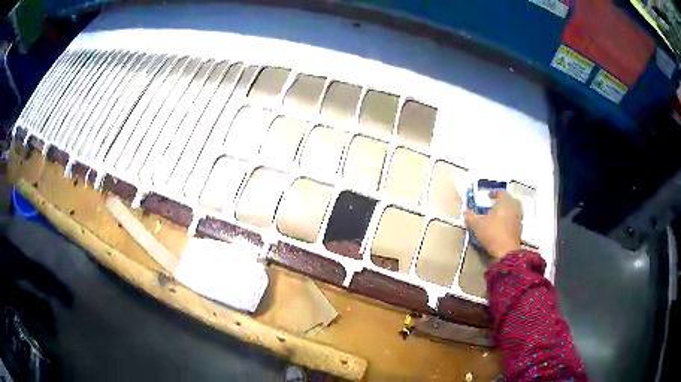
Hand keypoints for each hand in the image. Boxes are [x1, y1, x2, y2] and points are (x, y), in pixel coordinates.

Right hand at [464, 190, 521, 258]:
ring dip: (506, 210)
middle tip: (494, 205)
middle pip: (509, 199)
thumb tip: (465, 211)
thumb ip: (470, 216)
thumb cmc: (492, 233)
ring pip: (513, 209)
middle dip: (502, 201)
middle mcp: (514, 206)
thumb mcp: (477, 224)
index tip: (488, 196)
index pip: (500, 192)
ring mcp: (518, 217)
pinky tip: (501, 225)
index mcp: (505, 201)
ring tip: (497, 215)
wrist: (506, 251)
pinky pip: (514, 219)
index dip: (494, 193)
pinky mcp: (520, 228)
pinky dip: (508, 219)